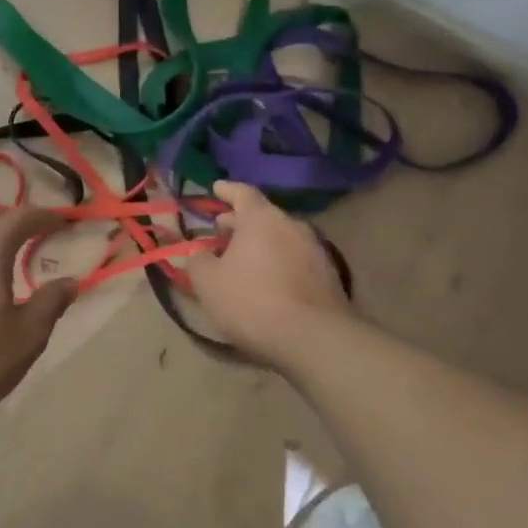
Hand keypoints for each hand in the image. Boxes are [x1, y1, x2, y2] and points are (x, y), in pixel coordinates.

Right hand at [188, 181, 350, 363]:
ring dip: (261, 243)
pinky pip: (295, 258)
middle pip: (263, 215)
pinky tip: (268, 281)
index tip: (216, 188)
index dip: (227, 190)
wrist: (313, 338)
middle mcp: (291, 225)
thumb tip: (199, 253)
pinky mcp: (328, 275)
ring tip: (243, 259)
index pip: (243, 193)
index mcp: (261, 218)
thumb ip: (198, 261)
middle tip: (222, 230)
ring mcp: (314, 249)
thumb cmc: (252, 302)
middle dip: (240, 221)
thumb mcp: (209, 283)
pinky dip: (278, 261)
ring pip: (281, 237)